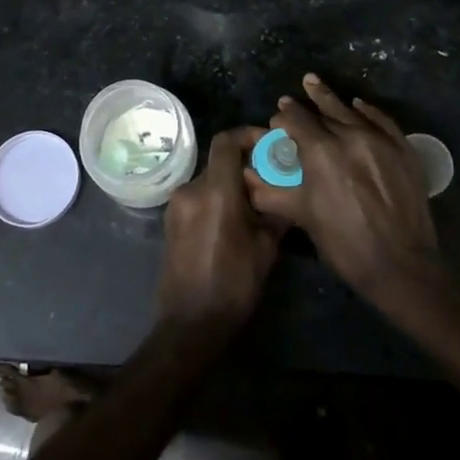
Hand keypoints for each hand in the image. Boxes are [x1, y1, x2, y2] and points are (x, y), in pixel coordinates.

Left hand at [156, 127, 283, 330]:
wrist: (190, 324)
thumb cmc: (233, 284)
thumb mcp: (266, 248)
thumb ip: (276, 212)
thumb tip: (288, 192)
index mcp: (215, 191)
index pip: (226, 141)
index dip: (248, 135)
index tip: (269, 145)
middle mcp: (191, 190)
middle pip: (219, 161)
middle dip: (245, 164)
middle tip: (270, 178)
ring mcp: (176, 206)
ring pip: (209, 180)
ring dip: (231, 184)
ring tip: (256, 203)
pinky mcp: (171, 222)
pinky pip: (198, 198)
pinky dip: (217, 198)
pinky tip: (235, 221)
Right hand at [245, 74, 437, 302]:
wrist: (401, 265)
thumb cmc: (344, 244)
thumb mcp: (303, 217)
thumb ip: (272, 192)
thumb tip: (247, 176)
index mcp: (322, 152)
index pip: (295, 122)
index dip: (282, 120)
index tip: (275, 123)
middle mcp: (350, 136)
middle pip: (322, 112)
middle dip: (303, 106)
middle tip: (289, 99)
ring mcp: (380, 140)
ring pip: (350, 112)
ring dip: (330, 100)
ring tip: (313, 83)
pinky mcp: (403, 149)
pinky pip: (382, 120)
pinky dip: (367, 110)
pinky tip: (357, 104)